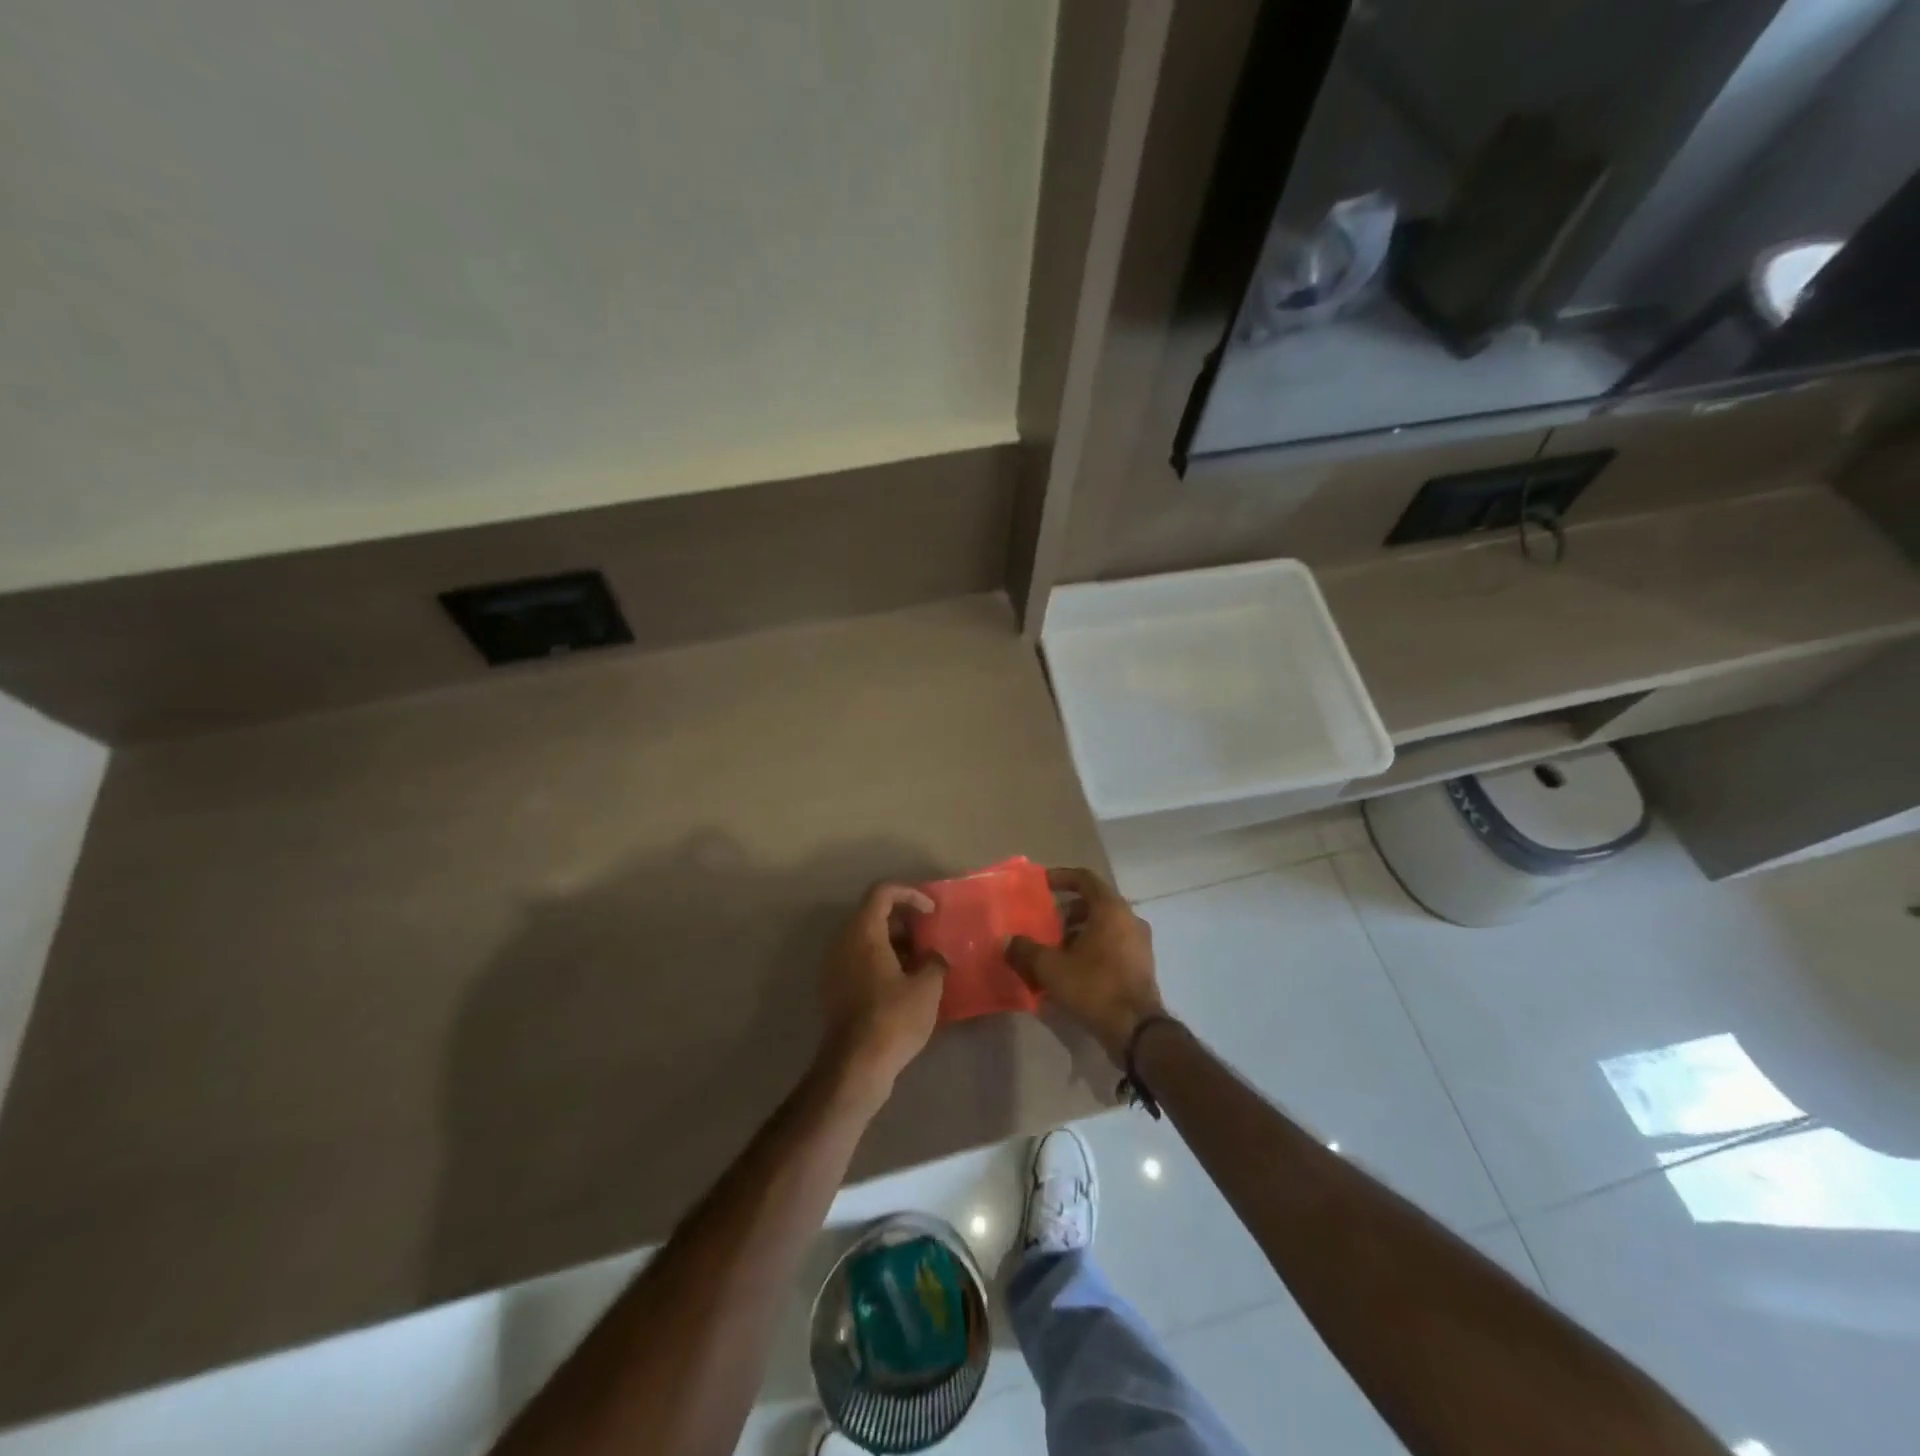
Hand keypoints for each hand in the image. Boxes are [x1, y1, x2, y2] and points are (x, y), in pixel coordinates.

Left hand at [816, 883, 946, 1105]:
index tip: (931, 912)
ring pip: (867, 938)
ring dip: (895, 941)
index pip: (883, 892)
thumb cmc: (893, 1019)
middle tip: (930, 936)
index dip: (910, 894)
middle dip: (904, 919)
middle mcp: (843, 942)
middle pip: (873, 913)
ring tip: (923, 960)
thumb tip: (934, 957)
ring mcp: (835, 966)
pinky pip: (860, 959)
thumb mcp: (927, 987)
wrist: (856, 1066)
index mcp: (863, 932)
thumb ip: (934, 961)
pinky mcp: (836, 988)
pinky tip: (906, 982)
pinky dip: (883, 960)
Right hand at [1008, 867, 1165, 1062]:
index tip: (1042, 884)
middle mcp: (1130, 919)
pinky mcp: (1141, 966)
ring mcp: (1139, 943)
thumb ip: (1026, 950)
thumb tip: (1007, 941)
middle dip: (1066, 912)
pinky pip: (1112, 946)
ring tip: (1054, 951)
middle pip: (1094, 904)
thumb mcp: (1051, 968)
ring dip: (1078, 933)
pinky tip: (1072, 971)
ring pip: (1104, 927)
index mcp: (1111, 909)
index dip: (1061, 878)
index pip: (1085, 879)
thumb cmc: (1094, 986)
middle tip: (1045, 925)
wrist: (1136, 1030)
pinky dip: (1092, 949)